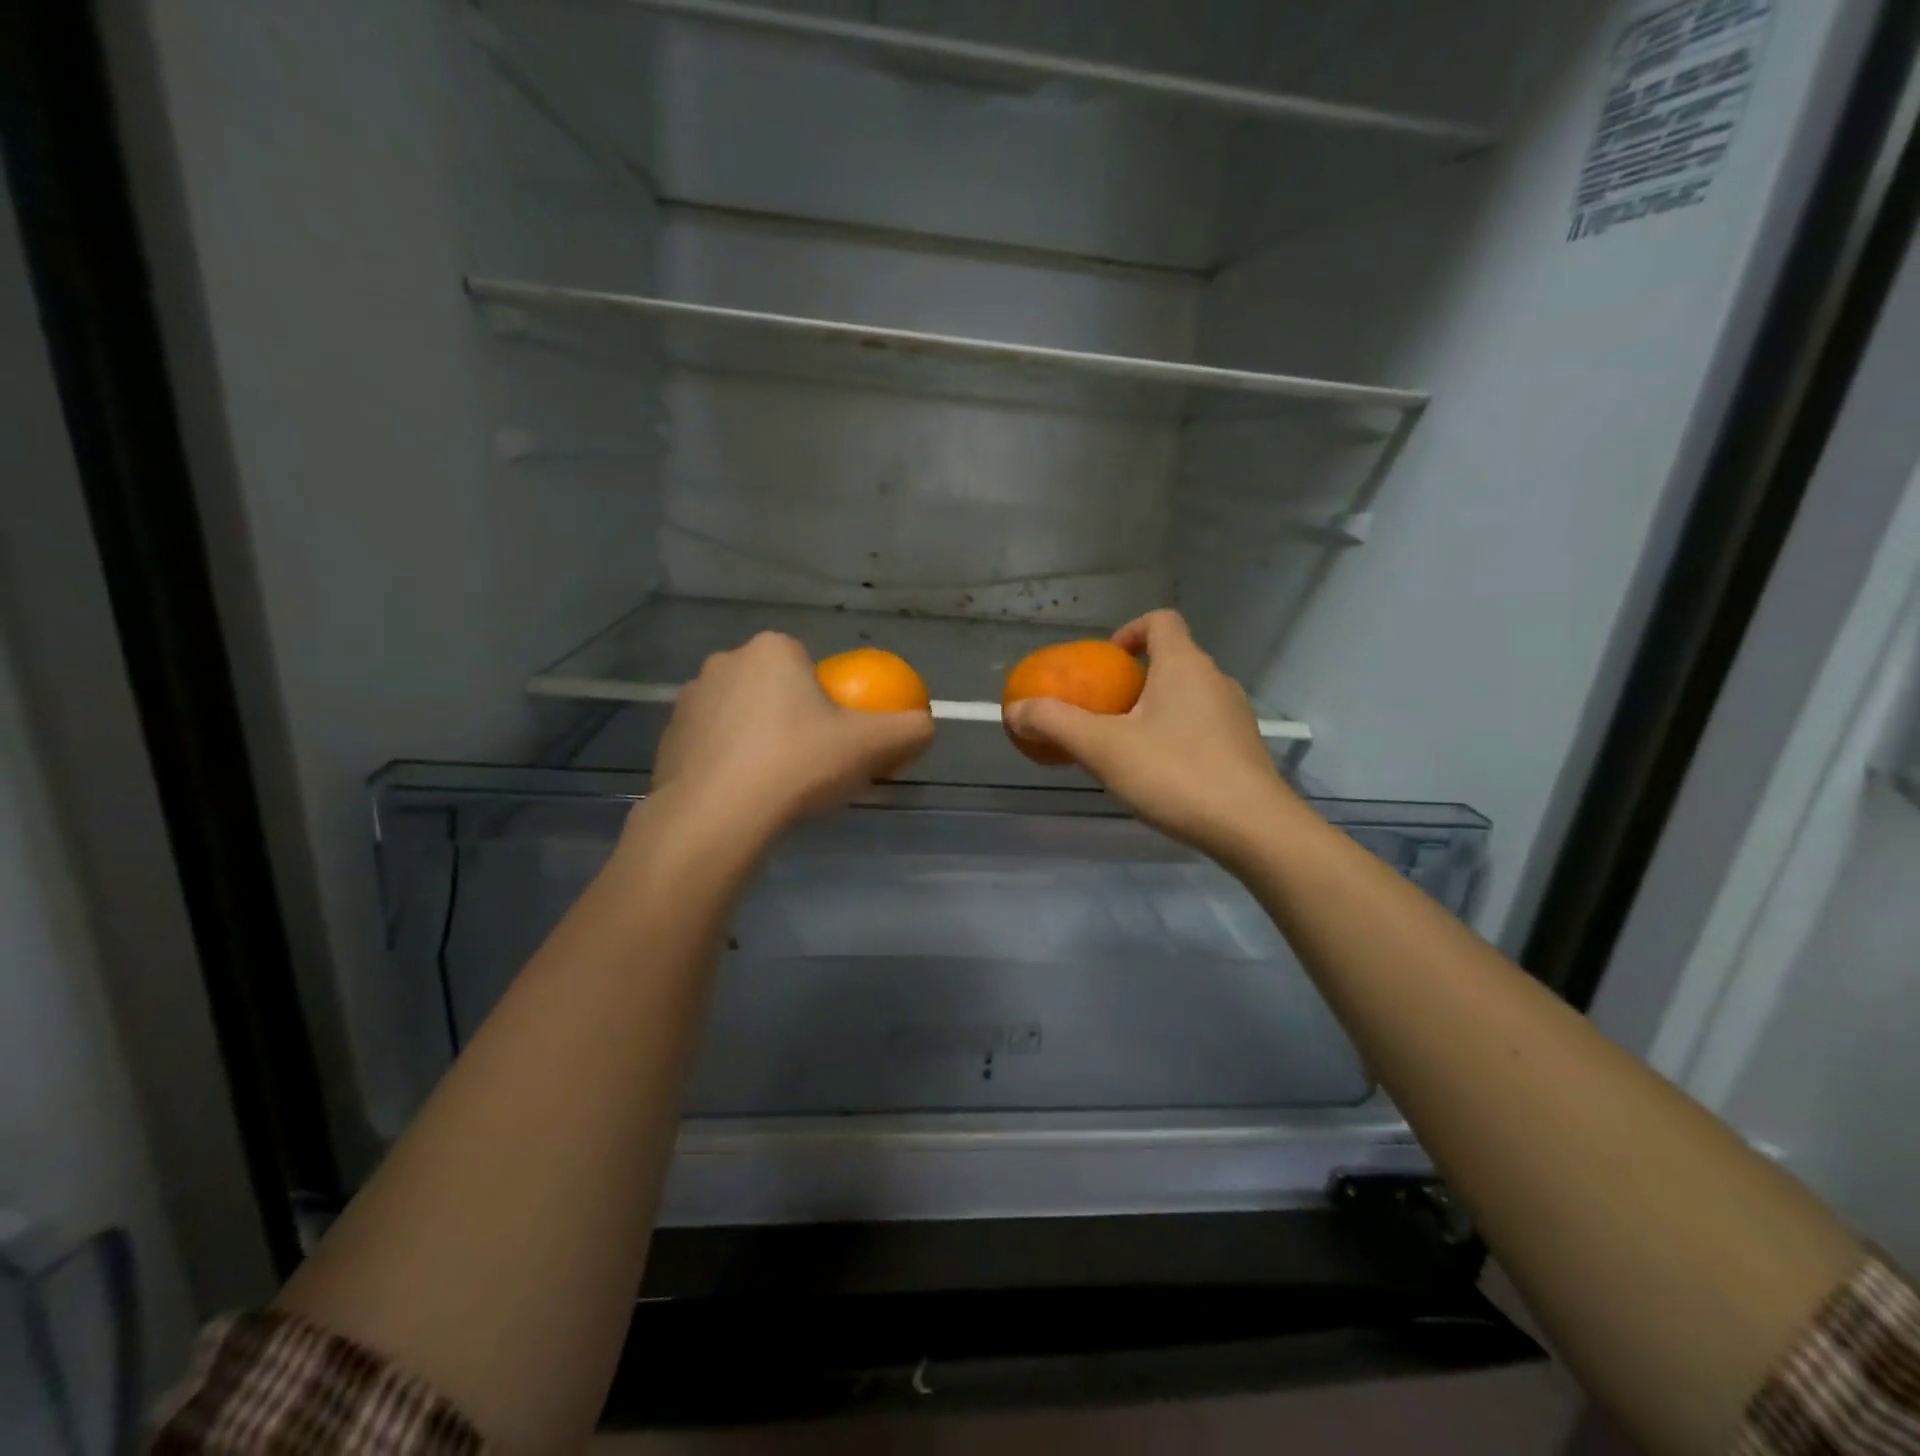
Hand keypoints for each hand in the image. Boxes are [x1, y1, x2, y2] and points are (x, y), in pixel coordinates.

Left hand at [648, 631, 935, 840]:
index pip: (809, 666)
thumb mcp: (872, 745)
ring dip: (757, 738)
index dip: (827, 703)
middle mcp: (725, 662)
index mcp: (773, 650)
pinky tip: (740, 795)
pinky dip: (727, 762)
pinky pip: (711, 744)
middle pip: (774, 688)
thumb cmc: (798, 765)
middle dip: (791, 717)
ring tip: (773, 784)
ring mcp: (689, 700)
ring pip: (740, 715)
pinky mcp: (667, 738)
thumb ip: (910, 728)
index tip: (835, 740)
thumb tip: (926, 725)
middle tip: (809, 763)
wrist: (718, 817)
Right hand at [1004, 609, 1306, 864]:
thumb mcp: (1103, 748)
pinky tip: (1160, 774)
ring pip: (1187, 697)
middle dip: (1134, 681)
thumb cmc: (1175, 774)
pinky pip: (1202, 726)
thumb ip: (1055, 723)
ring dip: (1155, 710)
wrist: (1252, 828)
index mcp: (1184, 665)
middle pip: (1171, 661)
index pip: (1160, 621)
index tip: (1106, 663)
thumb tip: (1015, 710)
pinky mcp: (1244, 748)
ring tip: (1127, 747)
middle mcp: (1215, 680)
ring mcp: (1235, 715)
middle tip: (1104, 714)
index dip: (1130, 631)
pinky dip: (1176, 736)